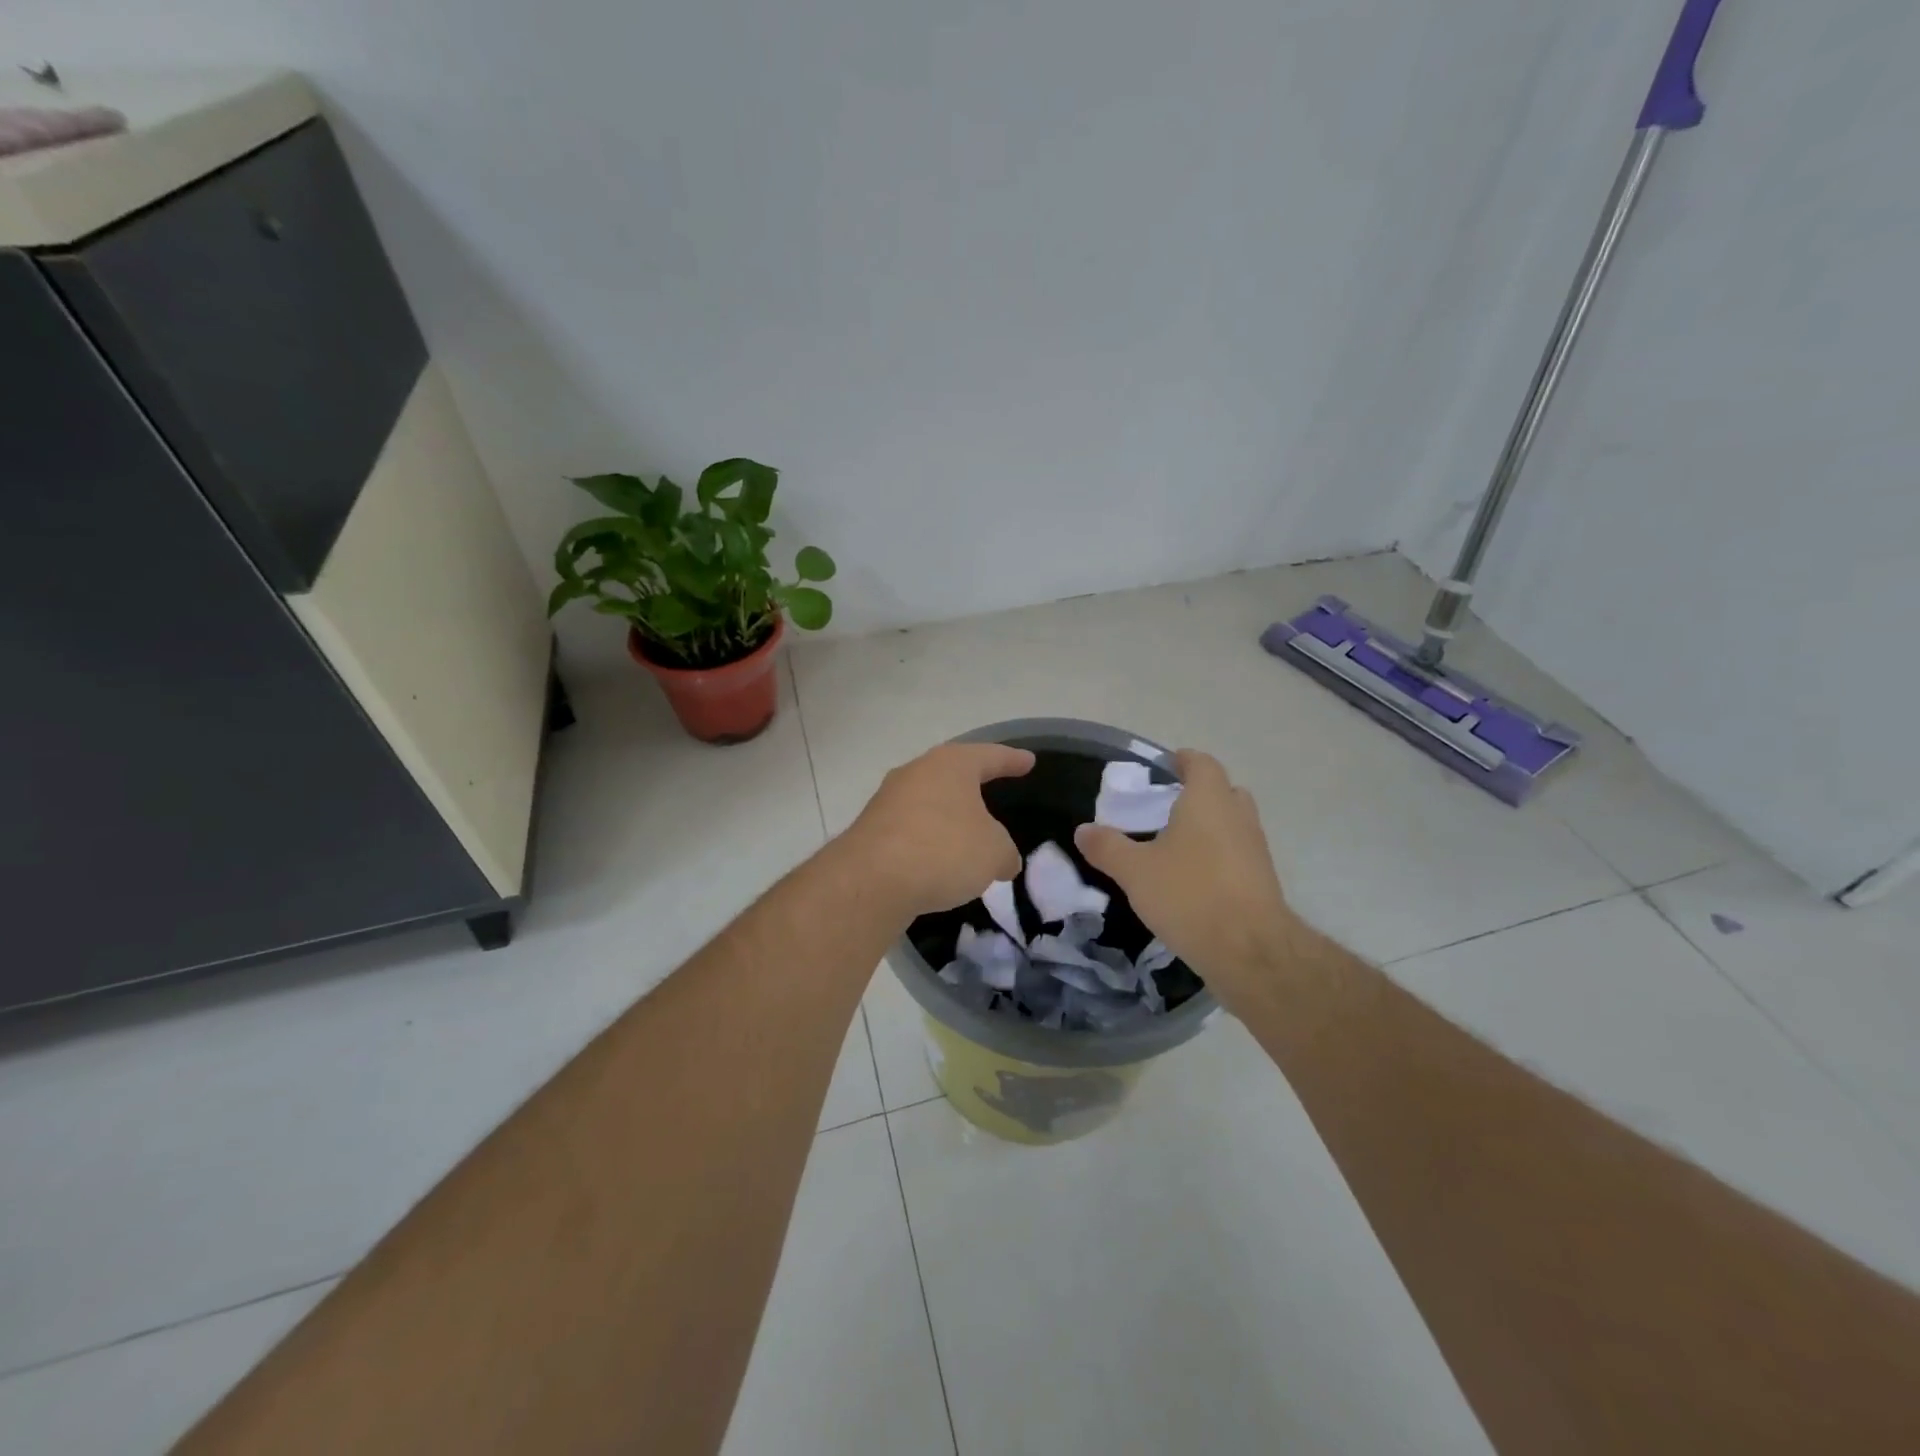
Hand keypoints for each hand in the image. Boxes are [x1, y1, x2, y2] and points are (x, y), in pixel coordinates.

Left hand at [841, 743, 1035, 918]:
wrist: (871, 880)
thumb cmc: (944, 850)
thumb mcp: (993, 853)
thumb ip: (1004, 852)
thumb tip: (1003, 860)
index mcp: (951, 764)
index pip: (990, 756)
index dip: (1012, 760)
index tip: (1028, 761)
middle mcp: (916, 772)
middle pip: (952, 774)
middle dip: (973, 785)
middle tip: (993, 791)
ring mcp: (888, 799)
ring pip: (928, 801)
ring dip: (947, 817)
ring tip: (966, 834)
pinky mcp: (871, 829)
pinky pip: (910, 829)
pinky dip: (927, 840)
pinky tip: (937, 861)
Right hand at [1074, 750, 1303, 1002]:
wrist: (1250, 950)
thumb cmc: (1189, 895)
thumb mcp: (1135, 871)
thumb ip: (1107, 847)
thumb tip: (1083, 830)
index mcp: (1209, 800)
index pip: (1202, 764)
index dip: (1183, 761)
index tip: (1164, 767)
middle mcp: (1238, 816)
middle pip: (1223, 791)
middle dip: (1198, 795)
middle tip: (1166, 808)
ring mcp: (1256, 849)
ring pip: (1233, 824)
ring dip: (1210, 828)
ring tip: (1175, 847)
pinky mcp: (1263, 880)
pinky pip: (1238, 855)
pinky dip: (1218, 857)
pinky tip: (1193, 880)